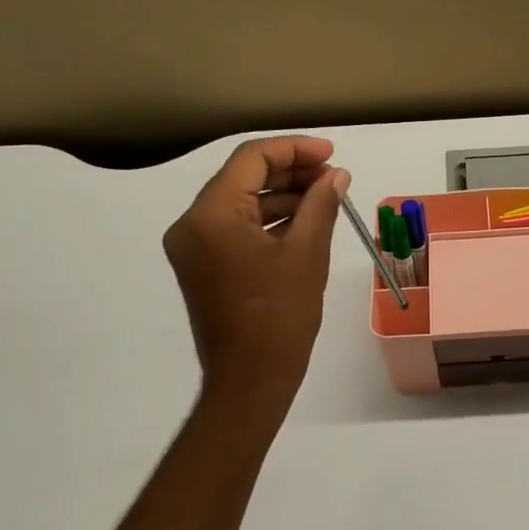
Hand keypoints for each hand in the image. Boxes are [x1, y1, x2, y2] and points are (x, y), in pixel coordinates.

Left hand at [163, 135, 348, 405]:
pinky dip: (269, 220)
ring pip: (240, 203)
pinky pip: (236, 228)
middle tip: (333, 177)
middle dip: (290, 172)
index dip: (294, 149)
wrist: (250, 380)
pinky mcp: (203, 266)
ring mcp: (193, 247)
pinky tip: (304, 221)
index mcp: (210, 214)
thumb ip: (321, 204)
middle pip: (243, 178)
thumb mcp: (307, 253)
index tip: (331, 155)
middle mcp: (191, 224)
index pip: (251, 159)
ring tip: (326, 198)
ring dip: (282, 196)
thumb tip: (337, 175)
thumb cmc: (279, 316)